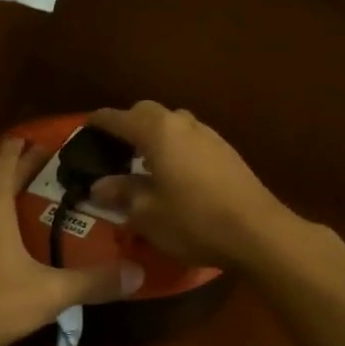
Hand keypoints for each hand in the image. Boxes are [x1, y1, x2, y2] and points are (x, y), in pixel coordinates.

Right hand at [85, 102, 295, 269]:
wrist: (258, 233)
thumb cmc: (193, 221)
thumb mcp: (147, 213)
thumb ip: (122, 193)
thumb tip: (100, 186)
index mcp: (158, 133)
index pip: (120, 118)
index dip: (100, 121)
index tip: (86, 125)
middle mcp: (184, 125)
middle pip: (149, 112)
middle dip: (129, 123)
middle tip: (114, 145)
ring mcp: (210, 136)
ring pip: (174, 123)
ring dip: (155, 134)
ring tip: (144, 159)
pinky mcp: (227, 152)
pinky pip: (191, 139)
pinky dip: (175, 146)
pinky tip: (173, 172)